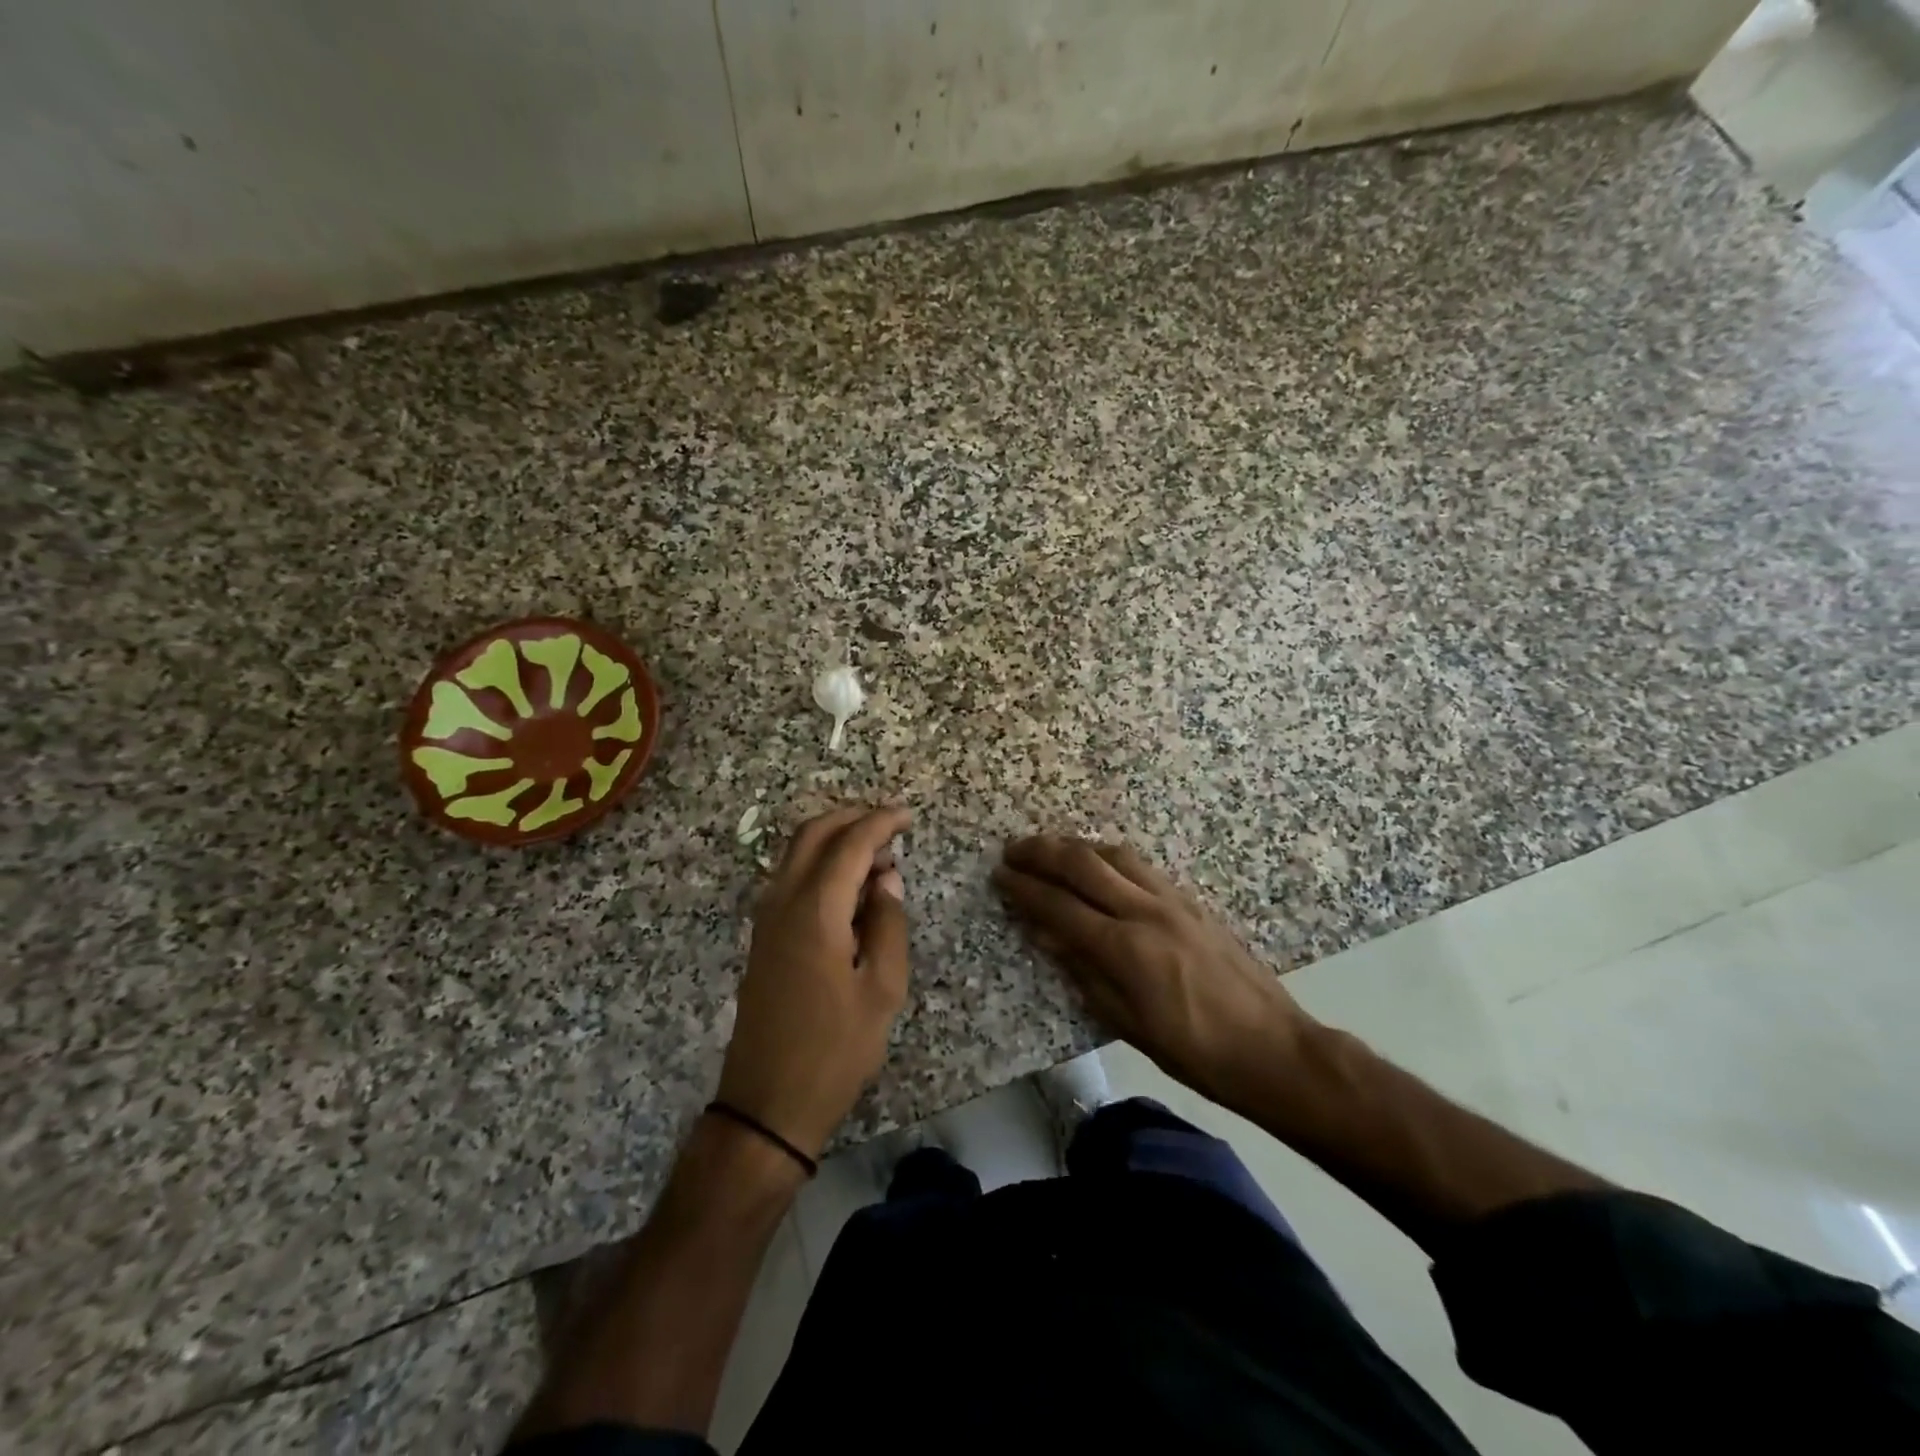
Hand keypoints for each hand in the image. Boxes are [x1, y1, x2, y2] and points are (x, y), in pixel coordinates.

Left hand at [717, 804, 912, 1159]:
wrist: (766, 1103)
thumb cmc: (834, 1051)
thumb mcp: (882, 990)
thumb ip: (887, 924)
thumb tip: (887, 878)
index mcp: (814, 911)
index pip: (850, 844)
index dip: (881, 822)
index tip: (908, 816)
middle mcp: (782, 902)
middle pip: (812, 834)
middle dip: (852, 817)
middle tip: (890, 825)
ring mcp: (766, 919)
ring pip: (796, 853)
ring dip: (834, 838)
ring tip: (877, 855)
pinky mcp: (763, 937)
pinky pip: (790, 877)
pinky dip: (820, 863)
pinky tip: (849, 887)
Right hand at [994, 835, 1316, 1109]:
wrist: (1274, 1048)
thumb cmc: (1195, 1052)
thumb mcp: (1129, 1024)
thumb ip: (1084, 973)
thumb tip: (1046, 935)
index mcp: (1126, 948)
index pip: (1060, 906)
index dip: (1025, 889)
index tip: (999, 876)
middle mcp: (1146, 911)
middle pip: (1083, 865)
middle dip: (1042, 852)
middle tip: (1013, 850)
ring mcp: (1173, 900)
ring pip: (1113, 854)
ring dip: (1075, 846)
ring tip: (1049, 849)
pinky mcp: (1192, 900)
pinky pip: (1140, 865)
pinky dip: (1108, 856)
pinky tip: (1099, 863)